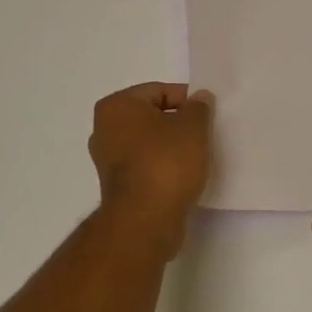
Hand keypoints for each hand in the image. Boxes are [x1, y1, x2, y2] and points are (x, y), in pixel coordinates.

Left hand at [88, 82, 214, 253]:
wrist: (145, 221)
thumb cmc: (166, 163)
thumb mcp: (193, 127)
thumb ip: (198, 107)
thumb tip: (199, 98)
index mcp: (117, 106)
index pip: (159, 91)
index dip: (187, 100)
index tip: (207, 115)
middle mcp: (105, 129)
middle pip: (152, 116)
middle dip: (178, 123)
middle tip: (204, 134)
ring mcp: (107, 160)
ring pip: (149, 142)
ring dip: (171, 147)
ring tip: (196, 156)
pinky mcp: (117, 186)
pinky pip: (145, 165)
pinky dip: (162, 166)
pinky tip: (182, 175)